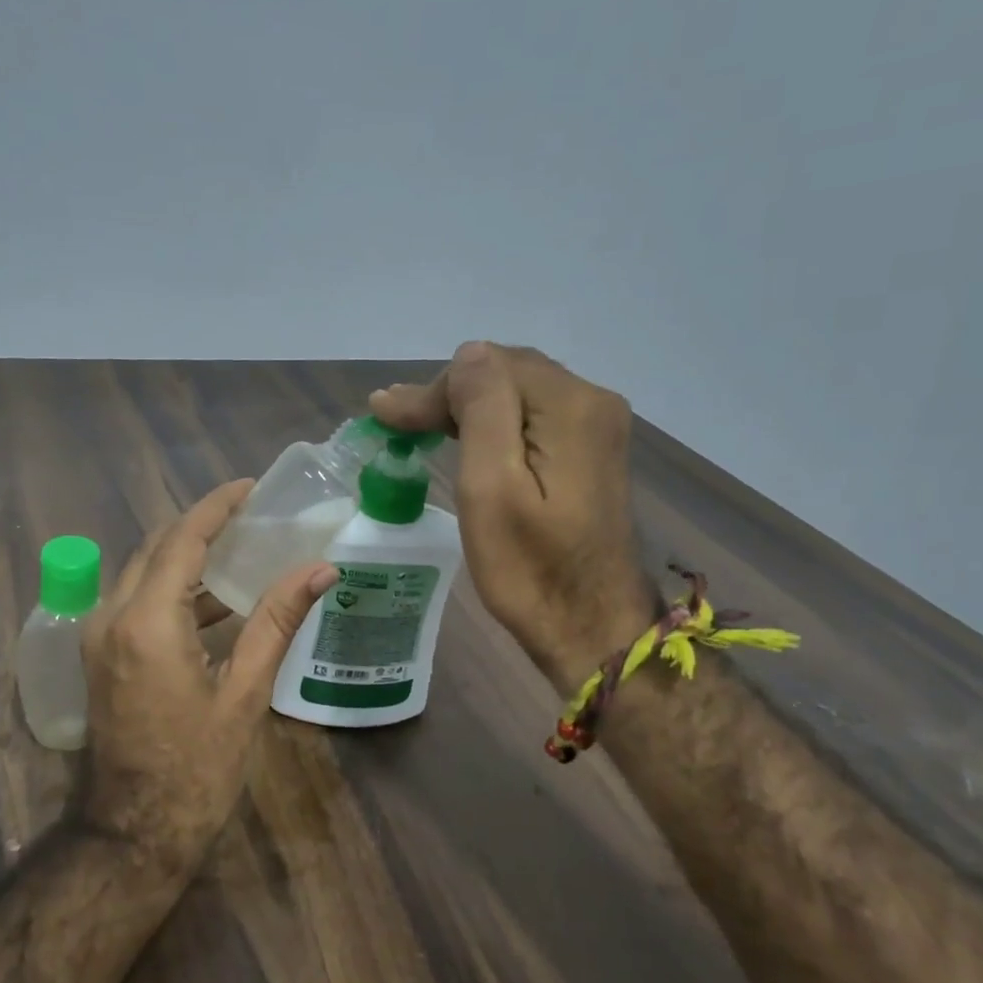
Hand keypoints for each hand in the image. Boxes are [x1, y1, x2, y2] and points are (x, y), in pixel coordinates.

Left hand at [80, 479, 339, 873]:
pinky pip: (138, 601)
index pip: (182, 539)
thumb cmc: (197, 769)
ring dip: (188, 555)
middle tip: (251, 514)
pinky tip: (216, 599)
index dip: (217, 507)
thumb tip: (321, 568)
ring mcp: (99, 636)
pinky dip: (174, 589)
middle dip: (202, 525)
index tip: (250, 486)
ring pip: (144, 572)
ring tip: (241, 547)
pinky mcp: (100, 655)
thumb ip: (277, 621)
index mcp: (147, 622)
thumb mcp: (245, 693)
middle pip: (157, 548)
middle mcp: (111, 616)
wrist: (134, 834)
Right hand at [371, 342, 651, 694]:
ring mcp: (598, 427)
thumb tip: (468, 354)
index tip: (385, 417)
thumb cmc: (530, 569)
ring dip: (466, 406)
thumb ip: (482, 409)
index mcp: (571, 406)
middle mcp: (593, 402)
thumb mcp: (492, 487)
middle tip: (394, 422)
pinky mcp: (591, 451)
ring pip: (517, 393)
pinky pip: (533, 417)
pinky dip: (493, 423)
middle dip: (447, 394)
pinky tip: (464, 437)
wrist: (592, 629)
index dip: (433, 389)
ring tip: (416, 426)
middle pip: (505, 373)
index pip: (488, 367)